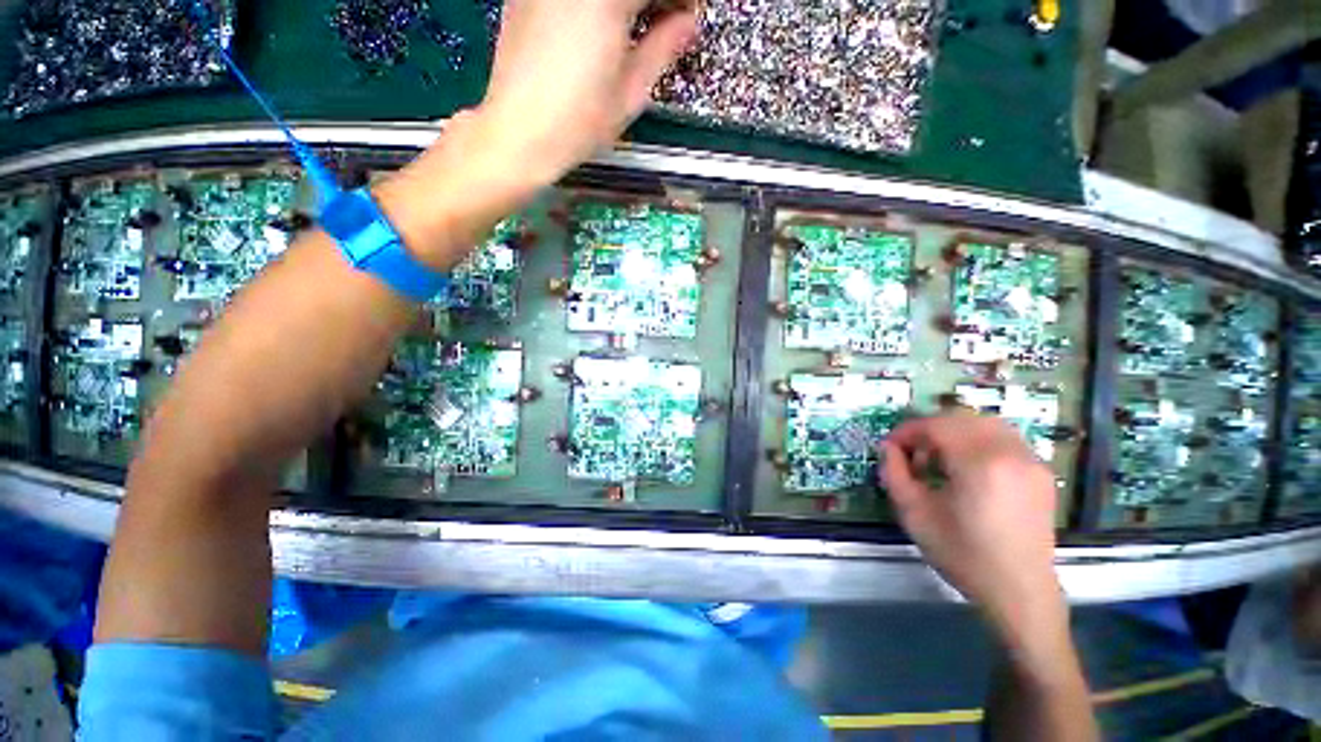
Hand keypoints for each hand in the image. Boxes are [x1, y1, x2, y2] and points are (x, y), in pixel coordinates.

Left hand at [479, 0, 697, 187]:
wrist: (519, 133)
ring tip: (633, 28)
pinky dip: (594, 7)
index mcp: (607, 0)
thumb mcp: (631, 92)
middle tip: (666, 22)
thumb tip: (687, 23)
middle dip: (652, 2)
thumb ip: (663, 48)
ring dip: (625, 6)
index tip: (688, 16)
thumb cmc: (577, 123)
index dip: (682, 2)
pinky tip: (599, 26)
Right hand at [880, 412, 1063, 634]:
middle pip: (961, 419)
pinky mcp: (1040, 473)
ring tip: (939, 459)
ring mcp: (1030, 461)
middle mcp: (1010, 453)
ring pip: (985, 424)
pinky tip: (967, 468)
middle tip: (913, 453)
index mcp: (980, 463)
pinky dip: (978, 441)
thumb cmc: (963, 554)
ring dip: (955, 432)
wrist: (1019, 592)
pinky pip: (1004, 439)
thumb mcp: (914, 514)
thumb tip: (888, 448)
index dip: (907, 431)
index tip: (891, 446)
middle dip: (929, 430)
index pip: (936, 425)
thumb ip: (894, 473)